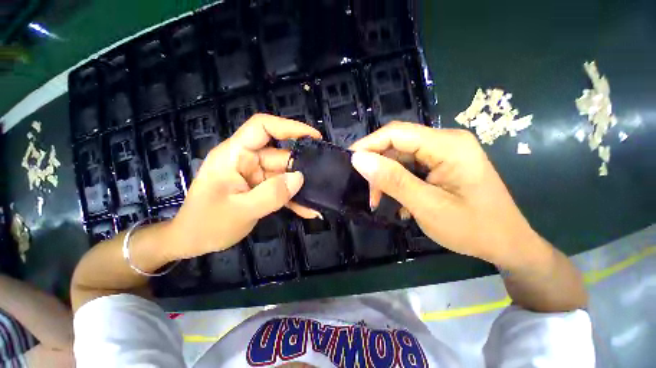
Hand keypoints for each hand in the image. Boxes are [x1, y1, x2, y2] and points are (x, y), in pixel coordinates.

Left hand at [167, 114, 321, 259]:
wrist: (193, 242)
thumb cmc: (206, 224)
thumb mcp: (240, 210)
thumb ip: (271, 194)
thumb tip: (299, 178)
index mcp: (235, 154)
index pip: (262, 127)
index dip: (289, 127)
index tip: (314, 137)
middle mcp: (247, 160)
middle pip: (280, 155)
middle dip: (302, 168)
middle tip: (324, 178)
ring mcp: (255, 175)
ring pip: (284, 175)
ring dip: (300, 188)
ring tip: (319, 200)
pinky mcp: (260, 188)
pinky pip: (281, 189)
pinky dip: (294, 198)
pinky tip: (308, 210)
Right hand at [350, 122, 537, 265]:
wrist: (506, 244)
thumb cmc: (472, 228)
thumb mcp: (427, 205)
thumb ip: (392, 180)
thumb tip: (358, 160)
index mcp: (448, 145)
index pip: (396, 133)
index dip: (368, 144)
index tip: (349, 162)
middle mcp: (445, 142)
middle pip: (397, 145)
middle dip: (377, 167)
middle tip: (367, 192)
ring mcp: (444, 153)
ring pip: (401, 158)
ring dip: (386, 178)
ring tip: (379, 201)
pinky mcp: (441, 165)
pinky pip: (410, 167)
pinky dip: (397, 182)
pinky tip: (397, 201)